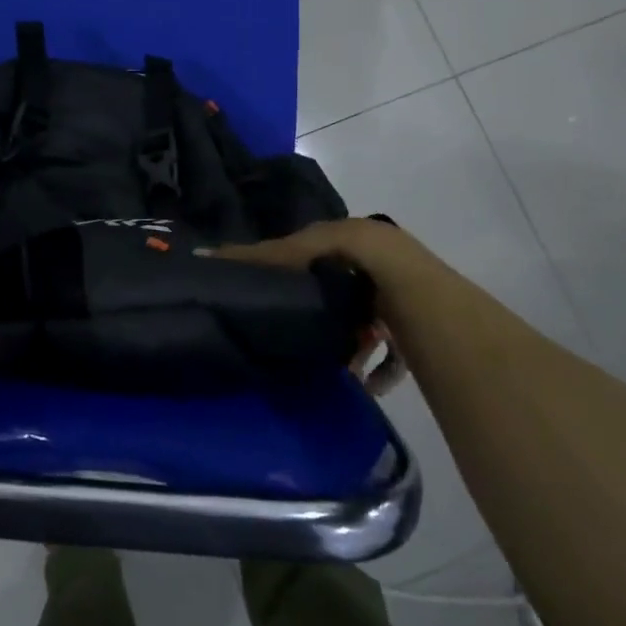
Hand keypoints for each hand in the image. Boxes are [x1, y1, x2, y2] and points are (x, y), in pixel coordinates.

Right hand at [218, 218, 433, 396]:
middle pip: (335, 291)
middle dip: (316, 313)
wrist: (420, 293)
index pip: (307, 255)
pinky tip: (362, 384)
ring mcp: (395, 301)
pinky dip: (376, 369)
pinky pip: (390, 354)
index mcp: (346, 241)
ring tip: (325, 367)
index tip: (262, 296)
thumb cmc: (360, 263)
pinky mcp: (412, 332)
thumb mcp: (306, 250)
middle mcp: (372, 266)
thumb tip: (206, 253)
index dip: (284, 272)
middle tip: (290, 334)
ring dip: (345, 345)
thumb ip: (263, 255)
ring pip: (360, 324)